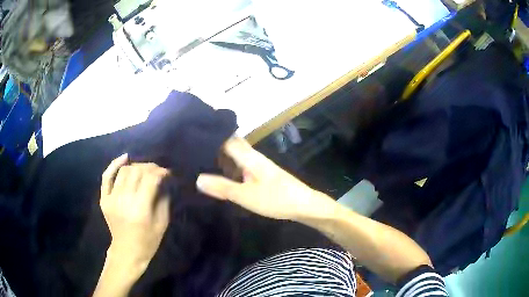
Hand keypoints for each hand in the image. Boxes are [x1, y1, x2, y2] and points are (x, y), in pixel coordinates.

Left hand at [100, 154, 170, 271]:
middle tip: (157, 171)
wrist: (127, 251)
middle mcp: (124, 200)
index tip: (167, 172)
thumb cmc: (148, 240)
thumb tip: (163, 180)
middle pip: (136, 171)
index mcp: (141, 209)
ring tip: (143, 170)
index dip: (160, 171)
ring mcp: (111, 199)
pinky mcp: (104, 199)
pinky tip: (125, 158)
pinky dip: (115, 164)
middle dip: (149, 167)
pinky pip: (107, 176)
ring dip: (136, 166)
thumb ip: (163, 199)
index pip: (150, 179)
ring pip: (124, 171)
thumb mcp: (162, 222)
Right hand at [196, 137, 336, 220]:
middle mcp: (252, 156)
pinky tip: (218, 174)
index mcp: (248, 156)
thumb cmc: (276, 199)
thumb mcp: (246, 195)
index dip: (209, 134)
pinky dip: (228, 167)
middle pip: (229, 144)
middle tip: (190, 147)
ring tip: (198, 159)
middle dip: (212, 144)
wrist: (304, 205)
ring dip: (219, 156)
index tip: (191, 133)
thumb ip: (223, 187)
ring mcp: (256, 165)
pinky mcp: (260, 174)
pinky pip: (239, 165)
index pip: (225, 138)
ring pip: (234, 155)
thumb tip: (197, 178)